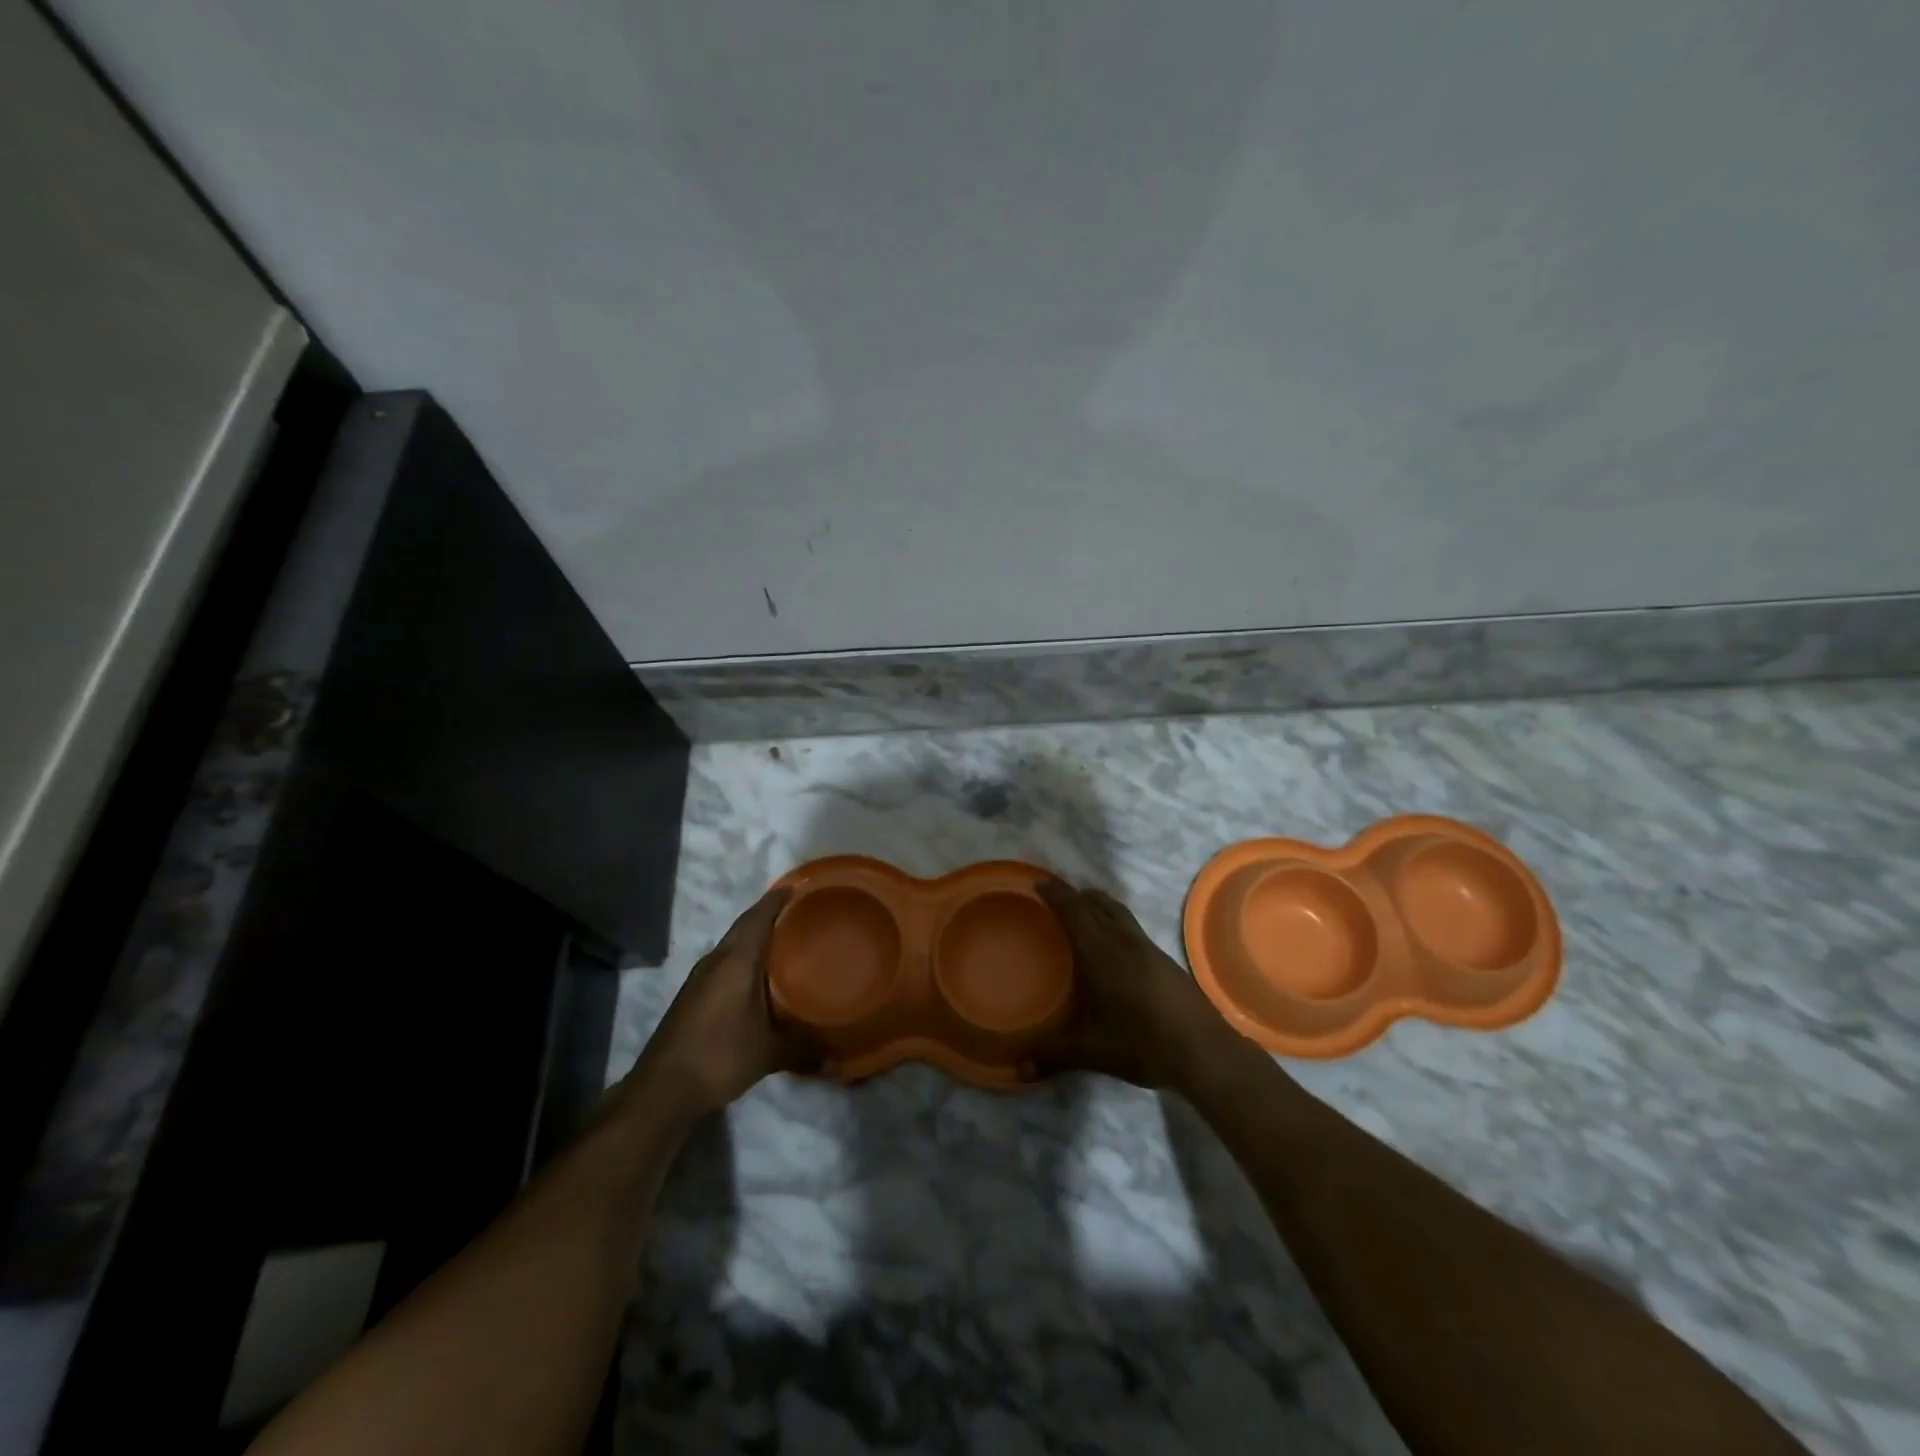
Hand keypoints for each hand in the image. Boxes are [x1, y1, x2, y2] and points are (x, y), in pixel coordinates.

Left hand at [628, 889, 820, 1116]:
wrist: (663, 1089)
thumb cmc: (720, 1056)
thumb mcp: (769, 1053)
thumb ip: (804, 1050)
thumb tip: (836, 1058)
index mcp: (736, 961)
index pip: (758, 917)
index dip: (778, 899)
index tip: (800, 886)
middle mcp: (716, 961)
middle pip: (745, 926)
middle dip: (770, 915)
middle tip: (802, 914)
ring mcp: (700, 978)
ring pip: (733, 945)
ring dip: (755, 938)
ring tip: (786, 941)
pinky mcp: (693, 996)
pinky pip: (725, 963)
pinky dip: (744, 959)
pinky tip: (759, 976)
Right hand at [1035, 881, 1242, 1092]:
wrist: (1204, 1051)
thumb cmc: (1142, 1044)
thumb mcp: (1091, 1052)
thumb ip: (1053, 1056)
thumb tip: (1017, 1071)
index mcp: (1100, 953)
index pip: (1074, 912)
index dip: (1056, 894)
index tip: (1039, 882)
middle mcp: (1123, 941)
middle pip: (1097, 905)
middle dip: (1075, 896)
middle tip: (1056, 893)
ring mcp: (1148, 948)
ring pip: (1119, 913)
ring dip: (1099, 904)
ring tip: (1085, 905)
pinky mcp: (1165, 960)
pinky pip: (1132, 926)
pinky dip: (1116, 920)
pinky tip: (1115, 943)